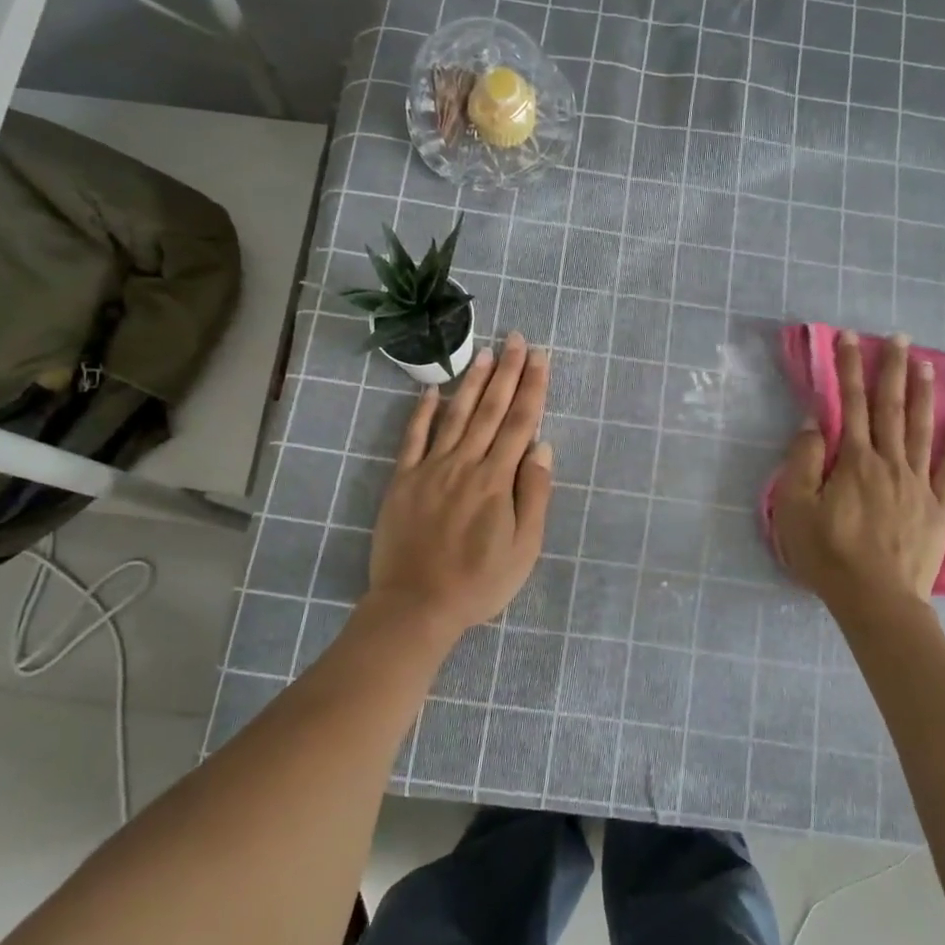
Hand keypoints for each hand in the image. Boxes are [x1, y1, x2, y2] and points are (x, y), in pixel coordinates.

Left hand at [366, 332, 553, 636]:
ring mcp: (430, 469)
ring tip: (484, 352)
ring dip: (471, 382)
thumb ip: (534, 494)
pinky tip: (432, 391)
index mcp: (496, 480)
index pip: (520, 423)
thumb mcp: (524, 548)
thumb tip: (542, 447)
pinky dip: (422, 412)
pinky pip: (413, 438)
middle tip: (516, 339)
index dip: (532, 388)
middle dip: (506, 372)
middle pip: (490, 410)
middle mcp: (464, 464)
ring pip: (455, 415)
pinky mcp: (403, 480)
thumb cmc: (479, 582)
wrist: (416, 605)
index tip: (540, 357)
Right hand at [773, 331, 944, 607]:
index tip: (850, 338)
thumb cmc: (827, 554)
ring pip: (922, 431)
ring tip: (926, 365)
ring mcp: (918, 485)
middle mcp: (889, 463)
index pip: (851, 404)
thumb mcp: (794, 508)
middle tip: (900, 338)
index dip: (849, 368)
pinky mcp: (937, 509)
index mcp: (854, 461)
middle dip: (892, 370)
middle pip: (891, 409)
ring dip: (924, 396)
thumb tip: (815, 424)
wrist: (877, 599)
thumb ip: (802, 462)